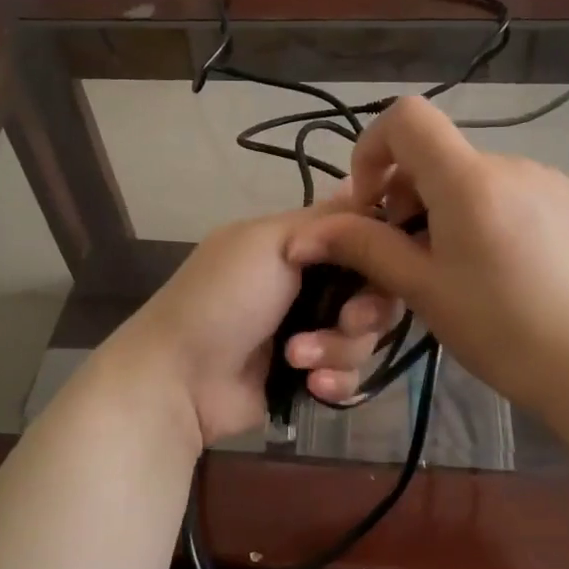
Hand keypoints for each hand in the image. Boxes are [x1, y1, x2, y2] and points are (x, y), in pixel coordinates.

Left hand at [112, 191, 404, 445]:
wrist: (182, 377)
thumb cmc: (224, 298)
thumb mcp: (270, 241)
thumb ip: (326, 221)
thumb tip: (361, 185)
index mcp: (300, 247)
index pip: (364, 242)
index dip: (382, 255)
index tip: (386, 265)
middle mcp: (310, 286)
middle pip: (374, 295)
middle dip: (364, 312)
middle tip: (346, 319)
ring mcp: (311, 333)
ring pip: (365, 339)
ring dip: (338, 348)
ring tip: (297, 357)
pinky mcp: (310, 376)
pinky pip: (349, 377)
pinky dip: (334, 380)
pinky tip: (310, 384)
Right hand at [287, 96, 568, 418]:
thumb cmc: (499, 328)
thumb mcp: (422, 288)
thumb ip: (365, 247)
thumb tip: (305, 235)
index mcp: (470, 178)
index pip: (406, 117)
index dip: (373, 149)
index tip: (370, 205)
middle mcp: (511, 164)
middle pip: (438, 155)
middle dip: (406, 195)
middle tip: (406, 256)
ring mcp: (548, 181)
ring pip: (473, 179)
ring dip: (446, 209)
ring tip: (454, 269)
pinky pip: (510, 194)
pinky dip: (486, 216)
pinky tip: (499, 269)